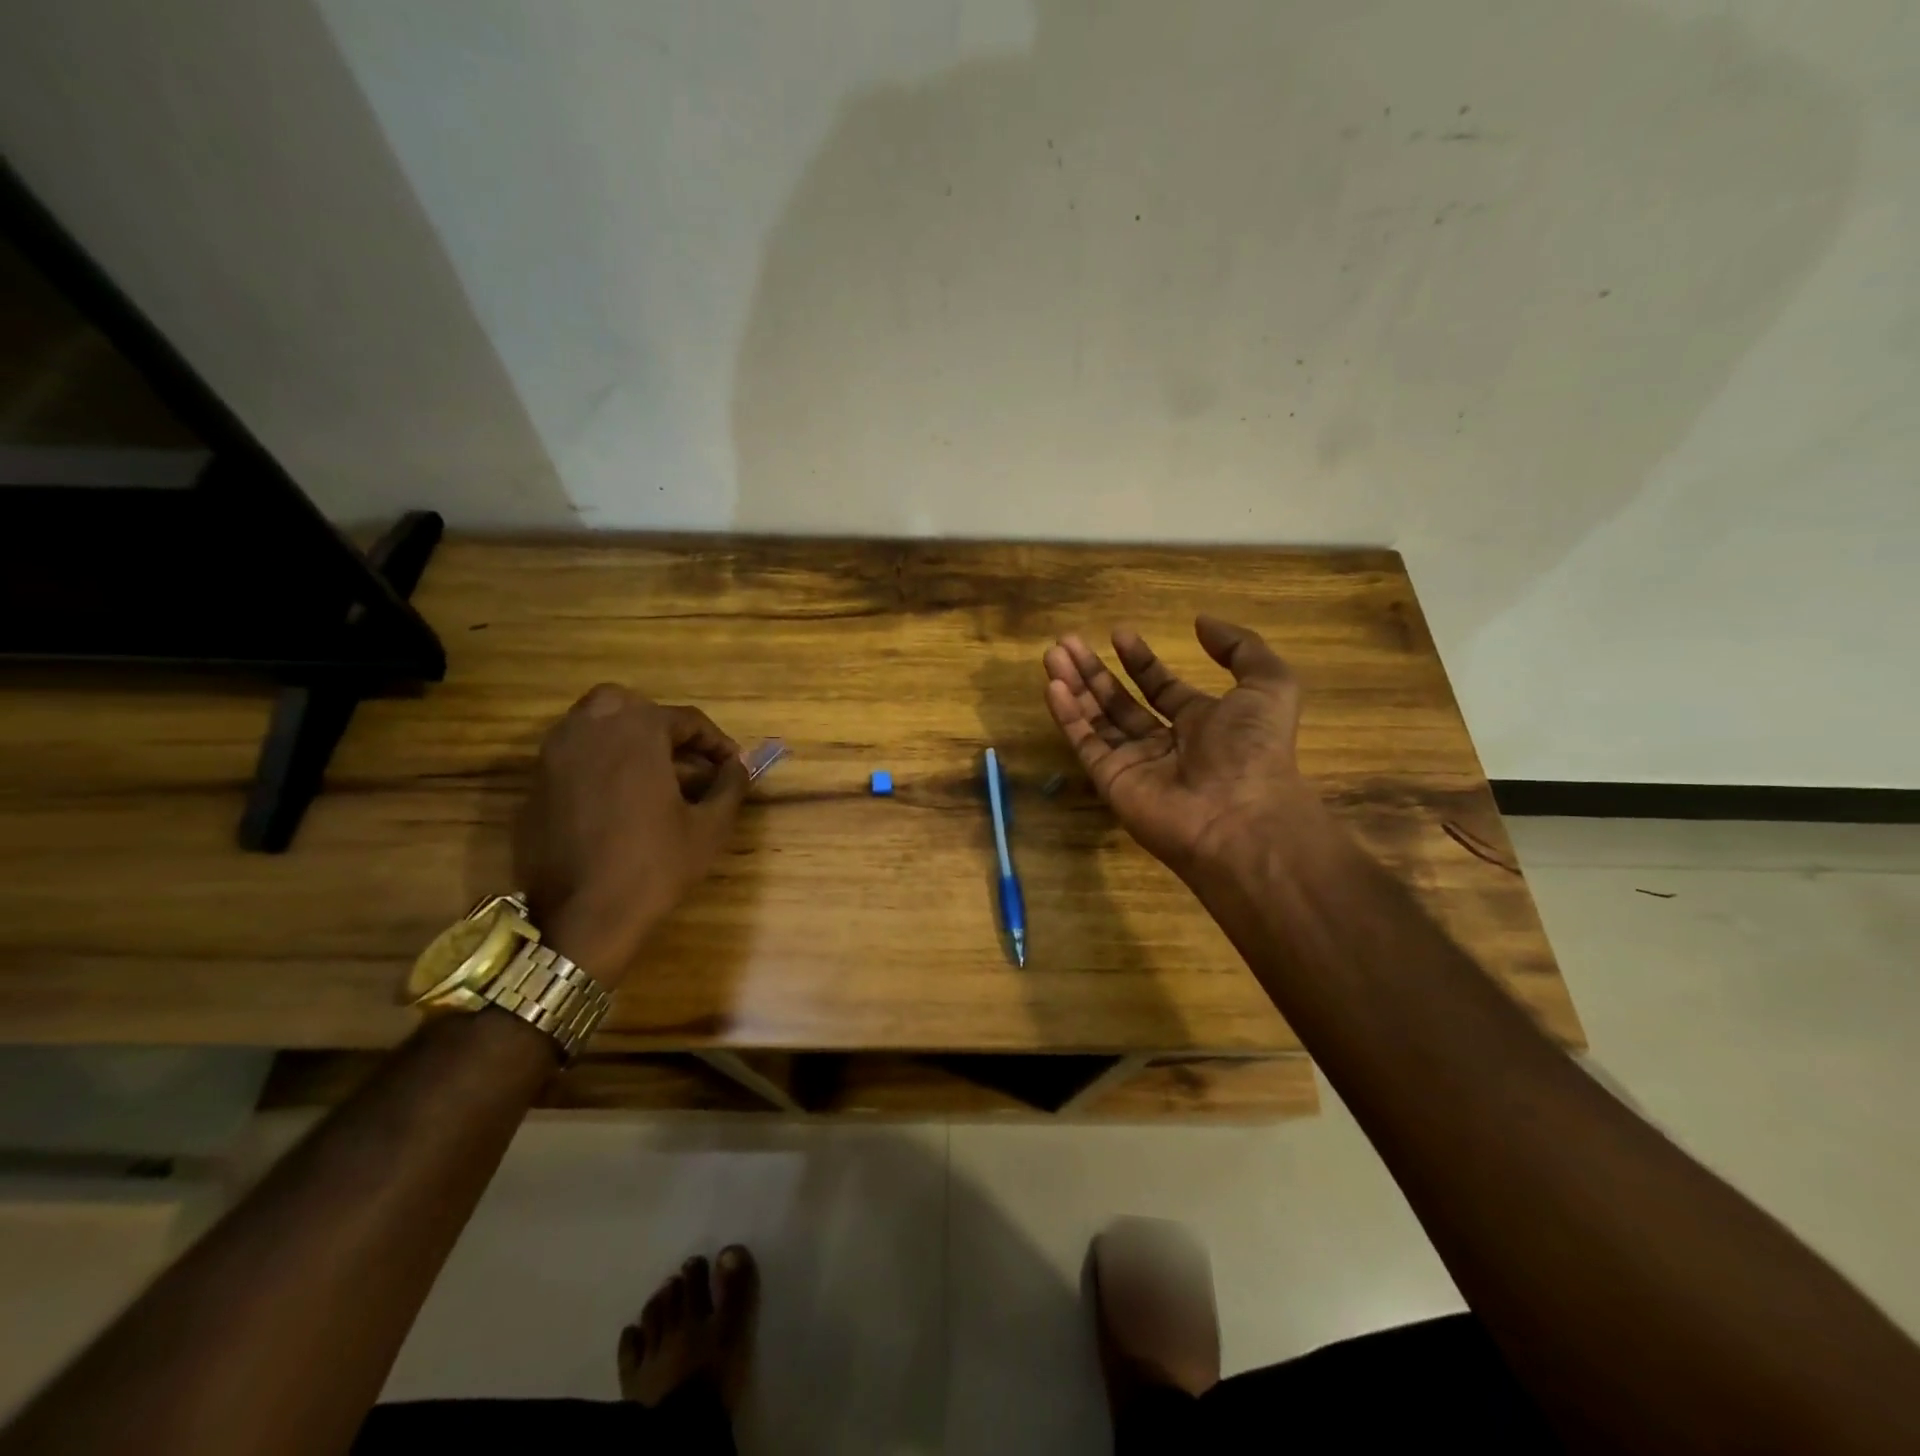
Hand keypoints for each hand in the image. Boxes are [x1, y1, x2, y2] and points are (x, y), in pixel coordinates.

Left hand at [514, 685, 748, 984]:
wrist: (584, 918)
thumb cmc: (655, 865)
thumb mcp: (710, 827)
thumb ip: (730, 786)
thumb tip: (739, 766)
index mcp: (636, 732)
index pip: (685, 719)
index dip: (715, 741)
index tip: (732, 765)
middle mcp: (590, 730)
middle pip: (628, 705)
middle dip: (659, 724)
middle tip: (682, 758)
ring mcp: (554, 756)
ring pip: (591, 724)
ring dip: (624, 738)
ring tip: (651, 774)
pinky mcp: (535, 786)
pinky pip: (571, 756)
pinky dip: (596, 763)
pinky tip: (616, 799)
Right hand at [1042, 616, 1310, 877]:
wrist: (1239, 817)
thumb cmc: (1254, 748)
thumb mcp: (1269, 684)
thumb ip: (1240, 647)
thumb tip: (1201, 621)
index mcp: (1201, 722)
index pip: (1160, 688)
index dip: (1140, 661)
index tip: (1119, 634)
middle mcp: (1164, 743)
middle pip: (1120, 702)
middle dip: (1094, 671)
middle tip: (1068, 642)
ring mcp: (1134, 764)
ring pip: (1096, 719)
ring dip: (1074, 686)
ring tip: (1052, 654)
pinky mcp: (1111, 781)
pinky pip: (1084, 743)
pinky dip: (1067, 715)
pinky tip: (1053, 685)